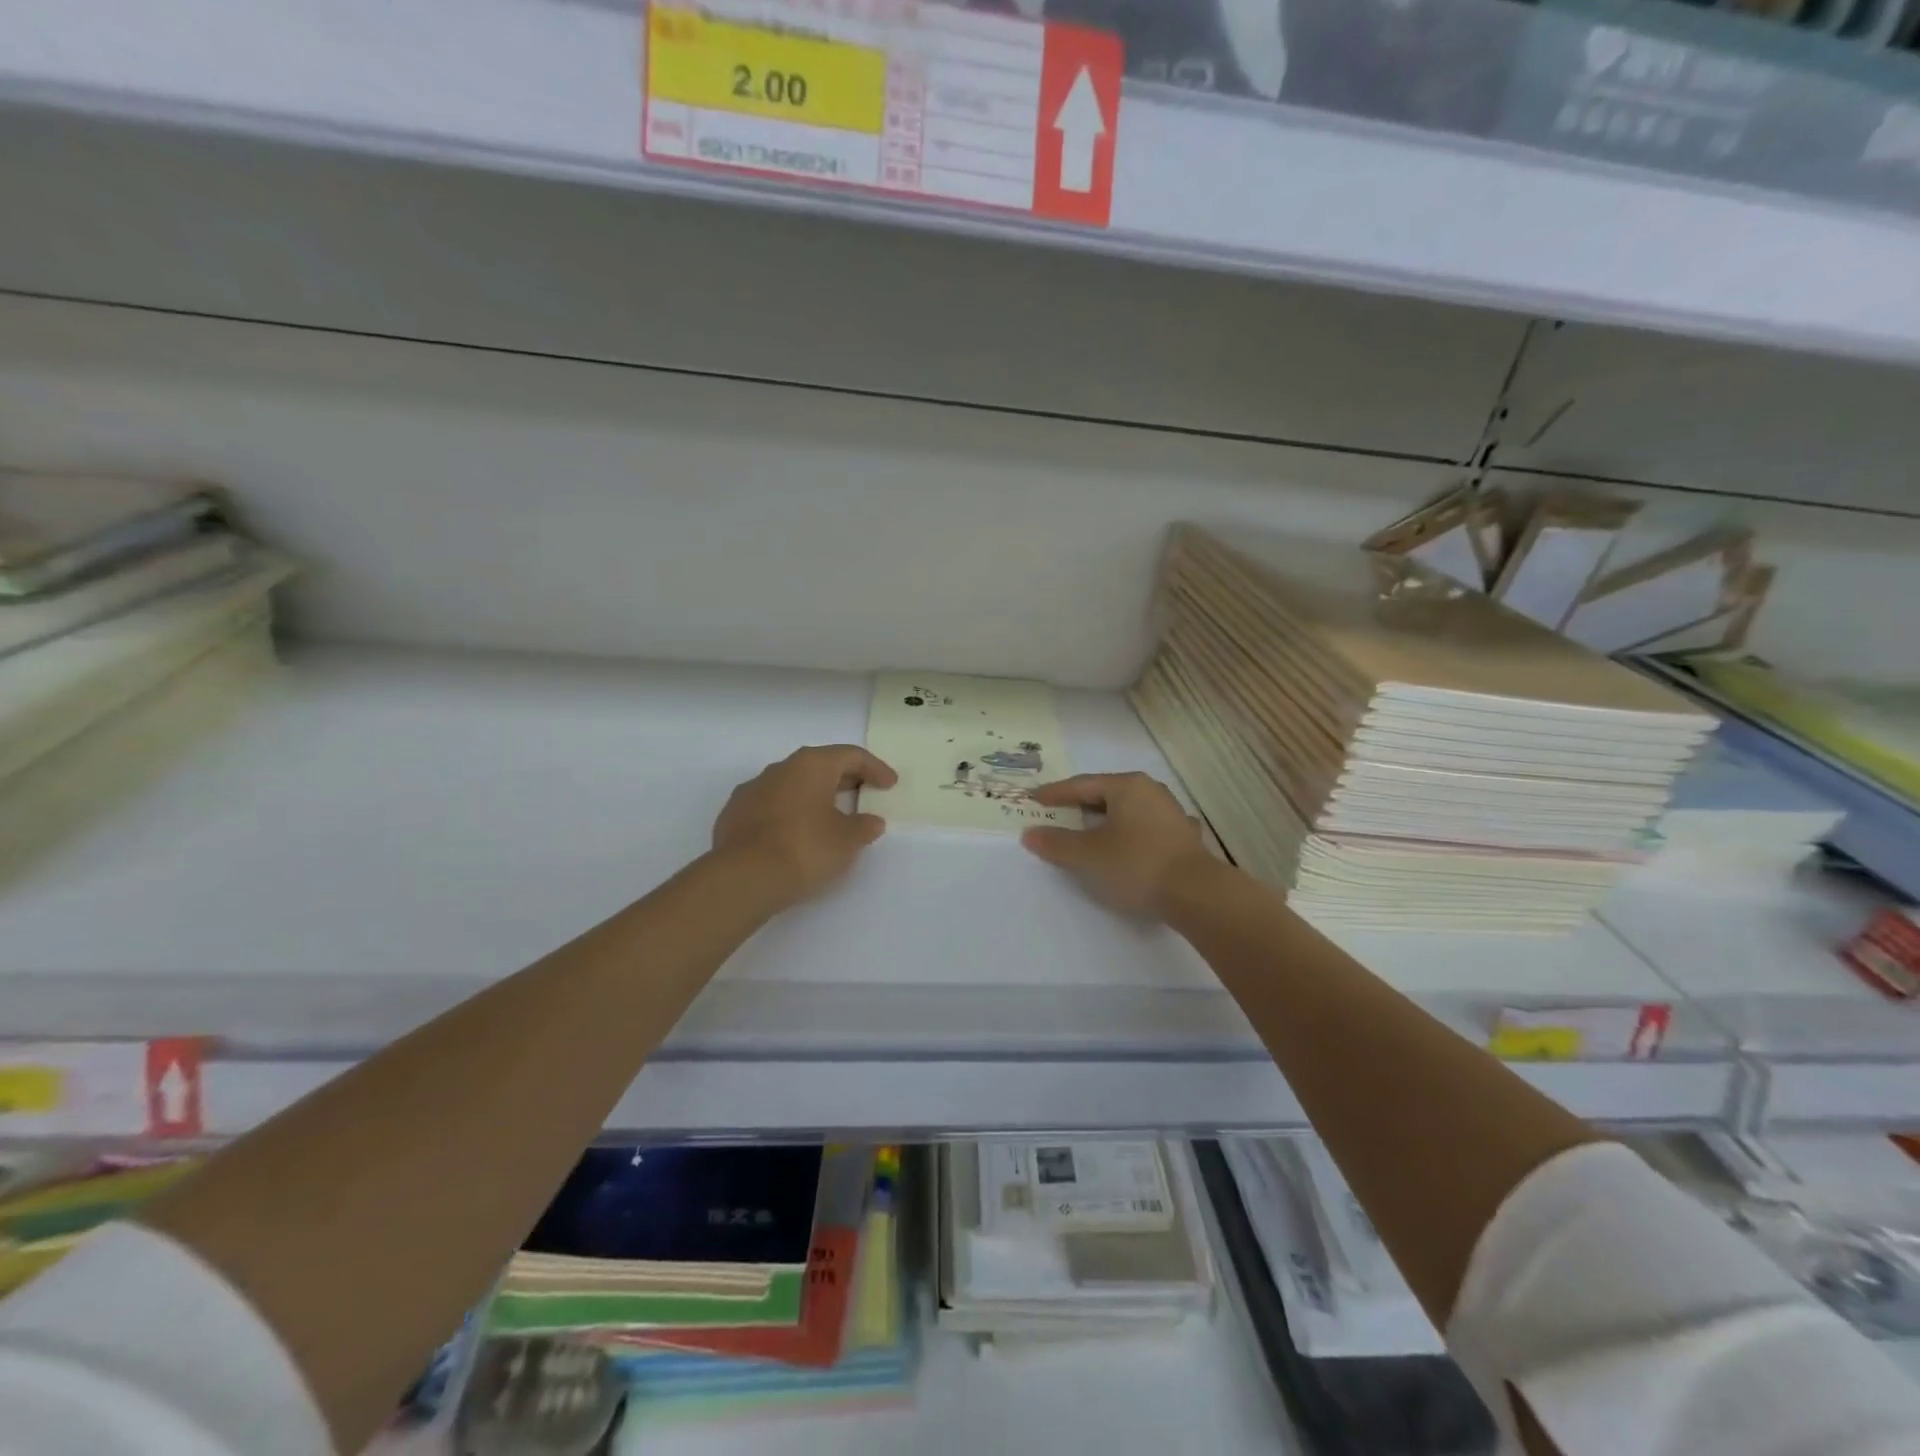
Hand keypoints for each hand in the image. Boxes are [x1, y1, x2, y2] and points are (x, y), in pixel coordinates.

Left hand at [712, 745, 897, 910]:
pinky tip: (796, 833)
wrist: (743, 878)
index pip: (850, 755)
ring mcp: (752, 790)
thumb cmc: (805, 849)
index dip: (875, 768)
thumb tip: (871, 821)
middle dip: (844, 779)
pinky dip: (789, 813)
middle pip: (819, 766)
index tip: (890, 784)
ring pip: (792, 785)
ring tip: (829, 816)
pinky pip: (771, 805)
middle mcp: (780, 769)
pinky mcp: (734, 815)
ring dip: (813, 796)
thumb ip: (864, 827)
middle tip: (864, 794)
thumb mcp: (847, 841)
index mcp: (811, 765)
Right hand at [1020, 772, 1215, 919]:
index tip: (1034, 800)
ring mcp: (1171, 814)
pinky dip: (1127, 836)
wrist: (1197, 894)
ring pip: (1128, 812)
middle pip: (1106, 795)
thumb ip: (1056, 843)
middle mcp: (1151, 791)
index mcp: (1127, 786)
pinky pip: (1145, 830)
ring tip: (1086, 832)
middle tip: (1056, 814)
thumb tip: (1030, 834)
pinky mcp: (1183, 838)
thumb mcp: (1088, 855)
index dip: (1055, 793)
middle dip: (1080, 806)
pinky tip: (1125, 846)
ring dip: (1105, 821)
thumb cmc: (1136, 864)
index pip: (1082, 785)